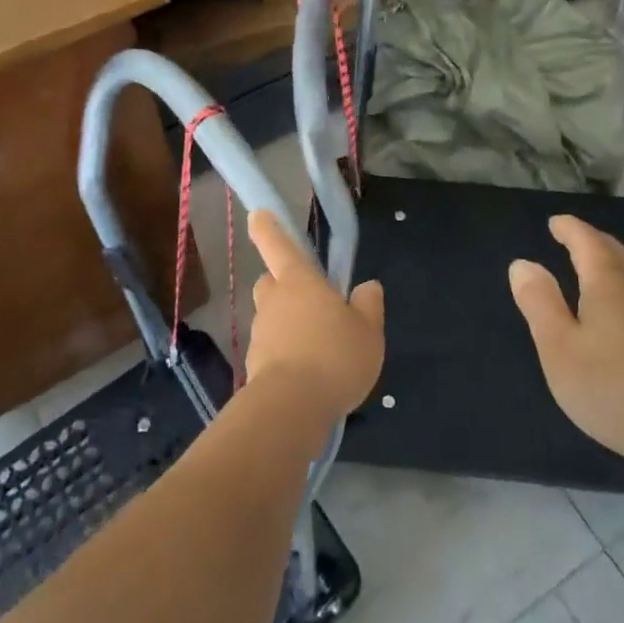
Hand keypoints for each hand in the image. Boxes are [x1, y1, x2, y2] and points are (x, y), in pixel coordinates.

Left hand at [245, 209, 384, 424]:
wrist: (291, 409)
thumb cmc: (333, 356)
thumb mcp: (368, 330)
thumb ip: (368, 305)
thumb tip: (367, 286)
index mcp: (299, 281)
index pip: (279, 245)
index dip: (267, 227)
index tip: (256, 214)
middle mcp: (274, 301)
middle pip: (272, 283)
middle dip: (284, 286)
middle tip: (310, 301)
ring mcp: (261, 335)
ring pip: (271, 318)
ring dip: (287, 326)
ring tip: (319, 350)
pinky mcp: (255, 367)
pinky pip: (272, 351)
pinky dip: (285, 357)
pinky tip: (308, 377)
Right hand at [510, 215, 623, 469]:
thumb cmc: (612, 387)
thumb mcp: (559, 347)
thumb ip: (539, 303)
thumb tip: (523, 263)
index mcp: (608, 283)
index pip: (587, 242)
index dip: (569, 229)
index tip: (555, 222)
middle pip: (615, 252)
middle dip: (592, 240)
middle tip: (573, 237)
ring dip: (612, 261)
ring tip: (595, 266)